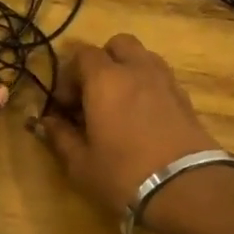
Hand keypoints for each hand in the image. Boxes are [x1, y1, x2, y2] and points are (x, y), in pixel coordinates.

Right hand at [38, 35, 220, 212]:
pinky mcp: (185, 98)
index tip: (66, 106)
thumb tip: (46, 122)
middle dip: (103, 62)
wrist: (188, 188)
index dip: (69, 76)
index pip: (82, 55)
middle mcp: (136, 69)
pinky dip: (148, 87)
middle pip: (118, 45)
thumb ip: (60, 137)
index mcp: (105, 79)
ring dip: (128, 71)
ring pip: (143, 57)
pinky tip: (143, 117)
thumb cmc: (124, 174)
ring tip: (120, 103)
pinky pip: (161, 78)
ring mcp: (165, 80)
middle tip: (94, 94)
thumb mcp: (81, 163)